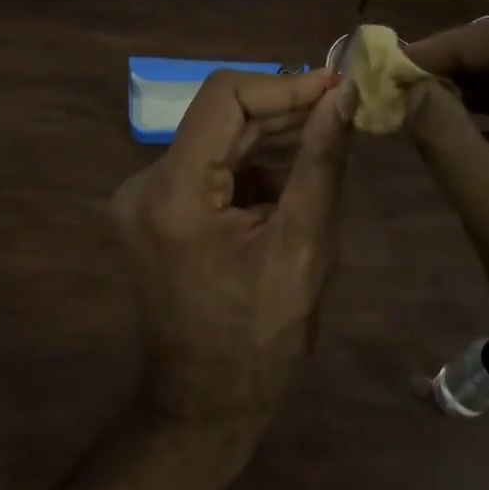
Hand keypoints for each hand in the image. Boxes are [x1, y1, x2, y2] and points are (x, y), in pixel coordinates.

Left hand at [112, 69, 352, 445]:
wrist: (203, 404)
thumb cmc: (260, 339)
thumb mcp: (303, 248)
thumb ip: (321, 164)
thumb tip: (344, 98)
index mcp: (173, 192)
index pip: (224, 97)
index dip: (283, 86)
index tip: (335, 88)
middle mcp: (144, 184)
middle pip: (220, 118)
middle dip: (283, 113)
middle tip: (343, 111)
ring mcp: (143, 198)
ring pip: (216, 141)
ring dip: (271, 141)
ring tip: (327, 147)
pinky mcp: (154, 211)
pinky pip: (208, 168)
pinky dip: (251, 168)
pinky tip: (291, 184)